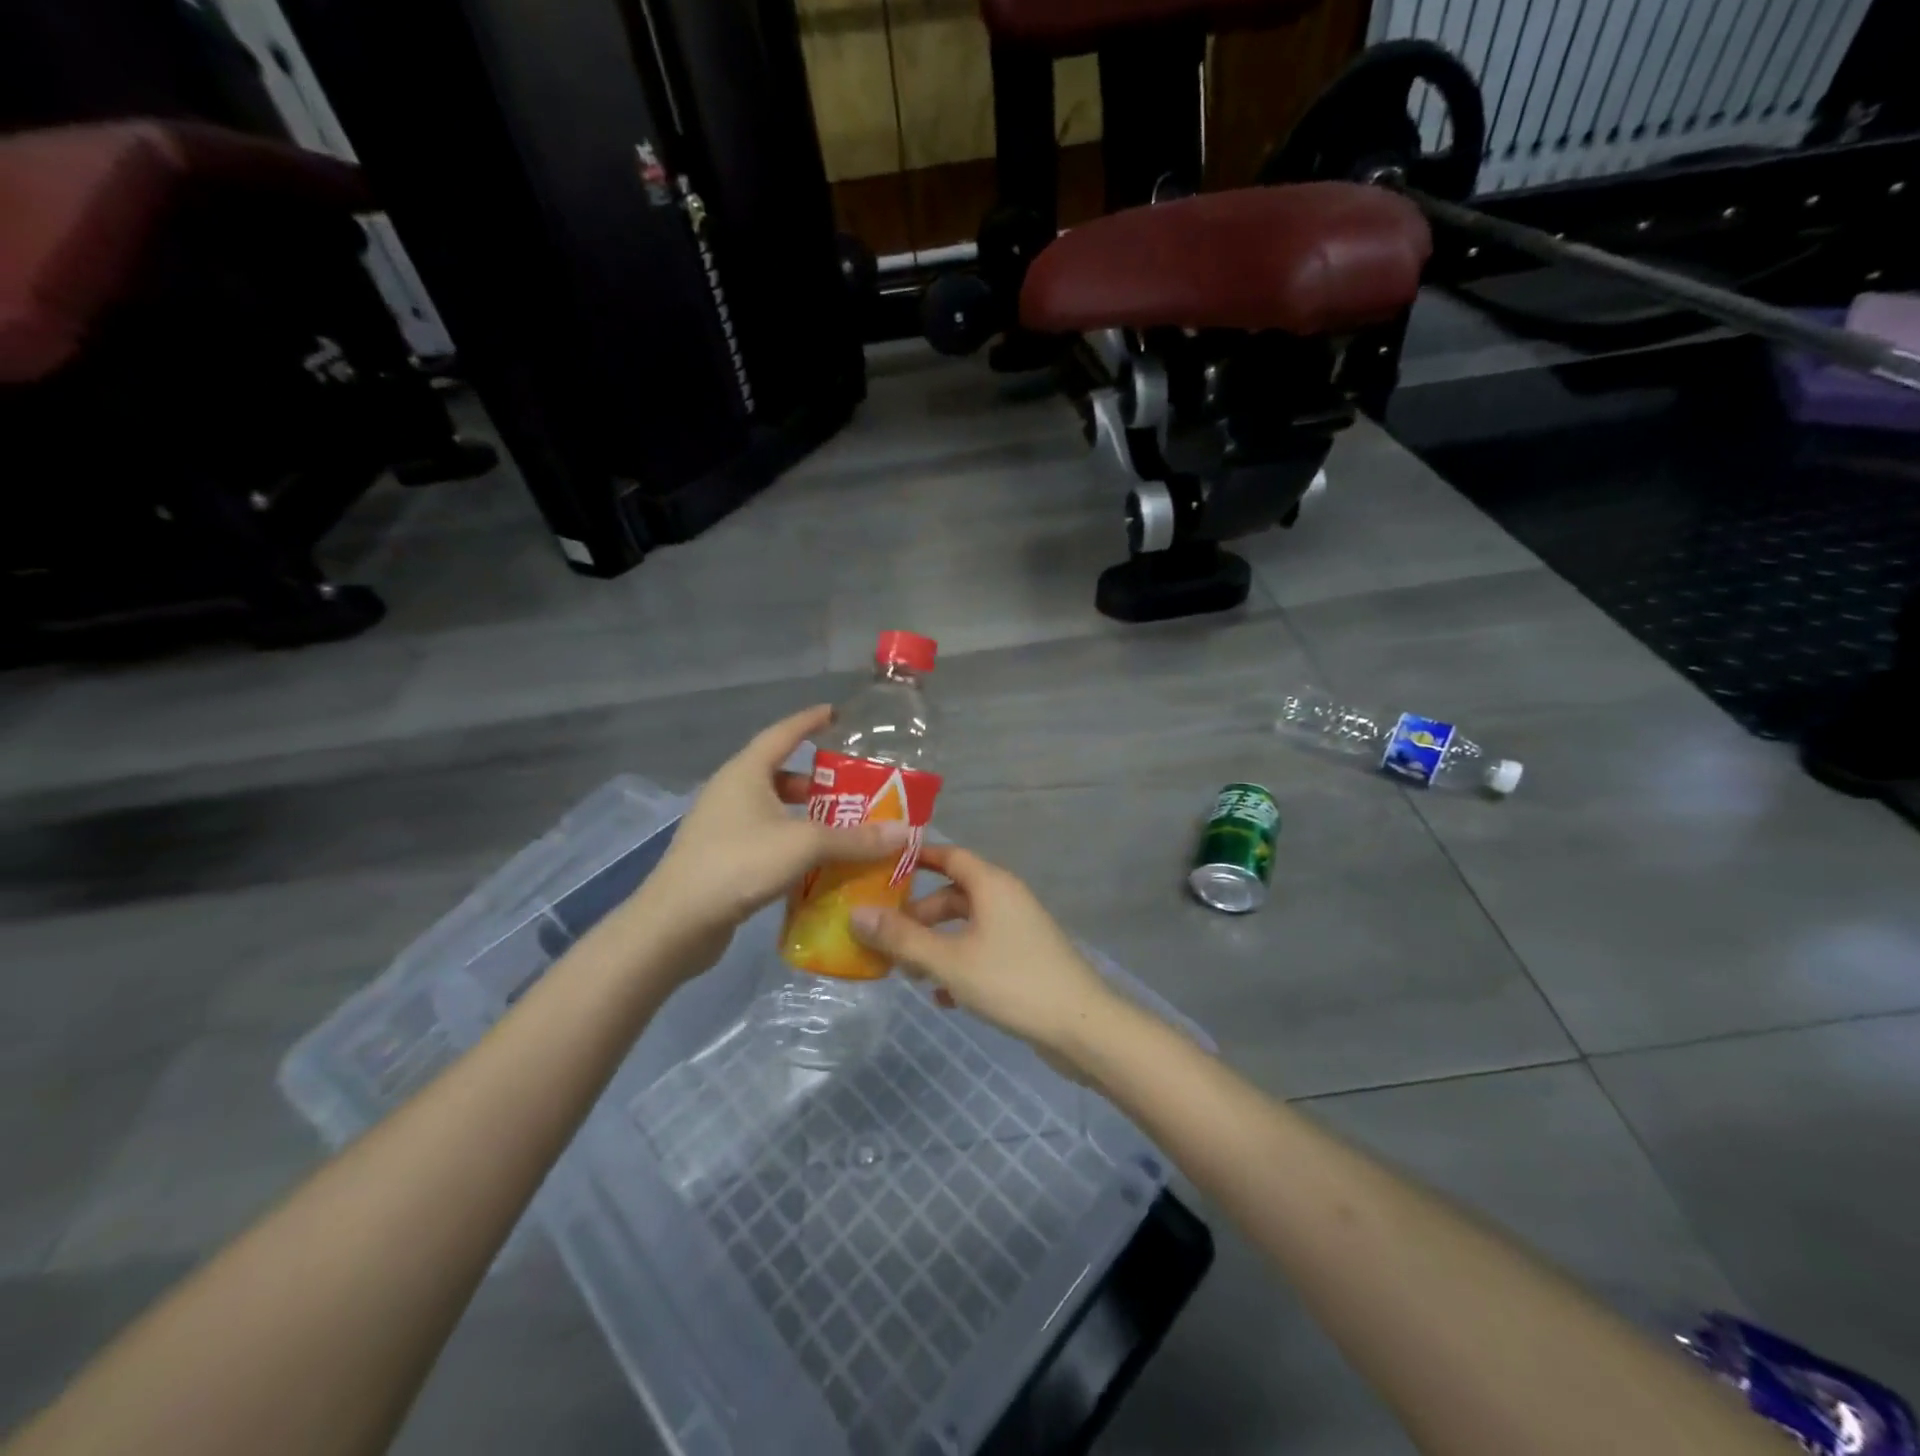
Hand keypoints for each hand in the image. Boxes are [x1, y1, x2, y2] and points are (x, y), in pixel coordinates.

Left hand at [634, 706, 909, 971]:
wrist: (676, 923)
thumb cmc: (739, 864)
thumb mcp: (804, 845)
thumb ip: (855, 838)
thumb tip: (905, 832)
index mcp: (746, 772)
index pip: (783, 733)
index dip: (810, 721)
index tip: (836, 714)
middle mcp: (731, 791)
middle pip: (780, 773)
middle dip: (817, 779)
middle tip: (855, 786)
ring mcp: (722, 825)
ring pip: (773, 808)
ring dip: (806, 814)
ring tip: (843, 825)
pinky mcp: (722, 856)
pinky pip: (766, 837)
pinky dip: (792, 841)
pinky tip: (816, 861)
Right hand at [849, 844, 1122, 1063]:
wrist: (1081, 1027)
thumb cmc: (1012, 982)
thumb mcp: (949, 961)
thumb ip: (902, 939)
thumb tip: (856, 914)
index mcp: (992, 885)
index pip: (949, 855)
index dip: (916, 858)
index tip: (882, 867)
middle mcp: (1006, 898)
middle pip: (953, 896)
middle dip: (919, 916)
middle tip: (886, 939)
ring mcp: (1019, 929)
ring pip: (966, 927)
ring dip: (936, 945)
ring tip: (909, 974)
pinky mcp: (1026, 959)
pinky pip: (982, 951)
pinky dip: (960, 965)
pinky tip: (943, 997)